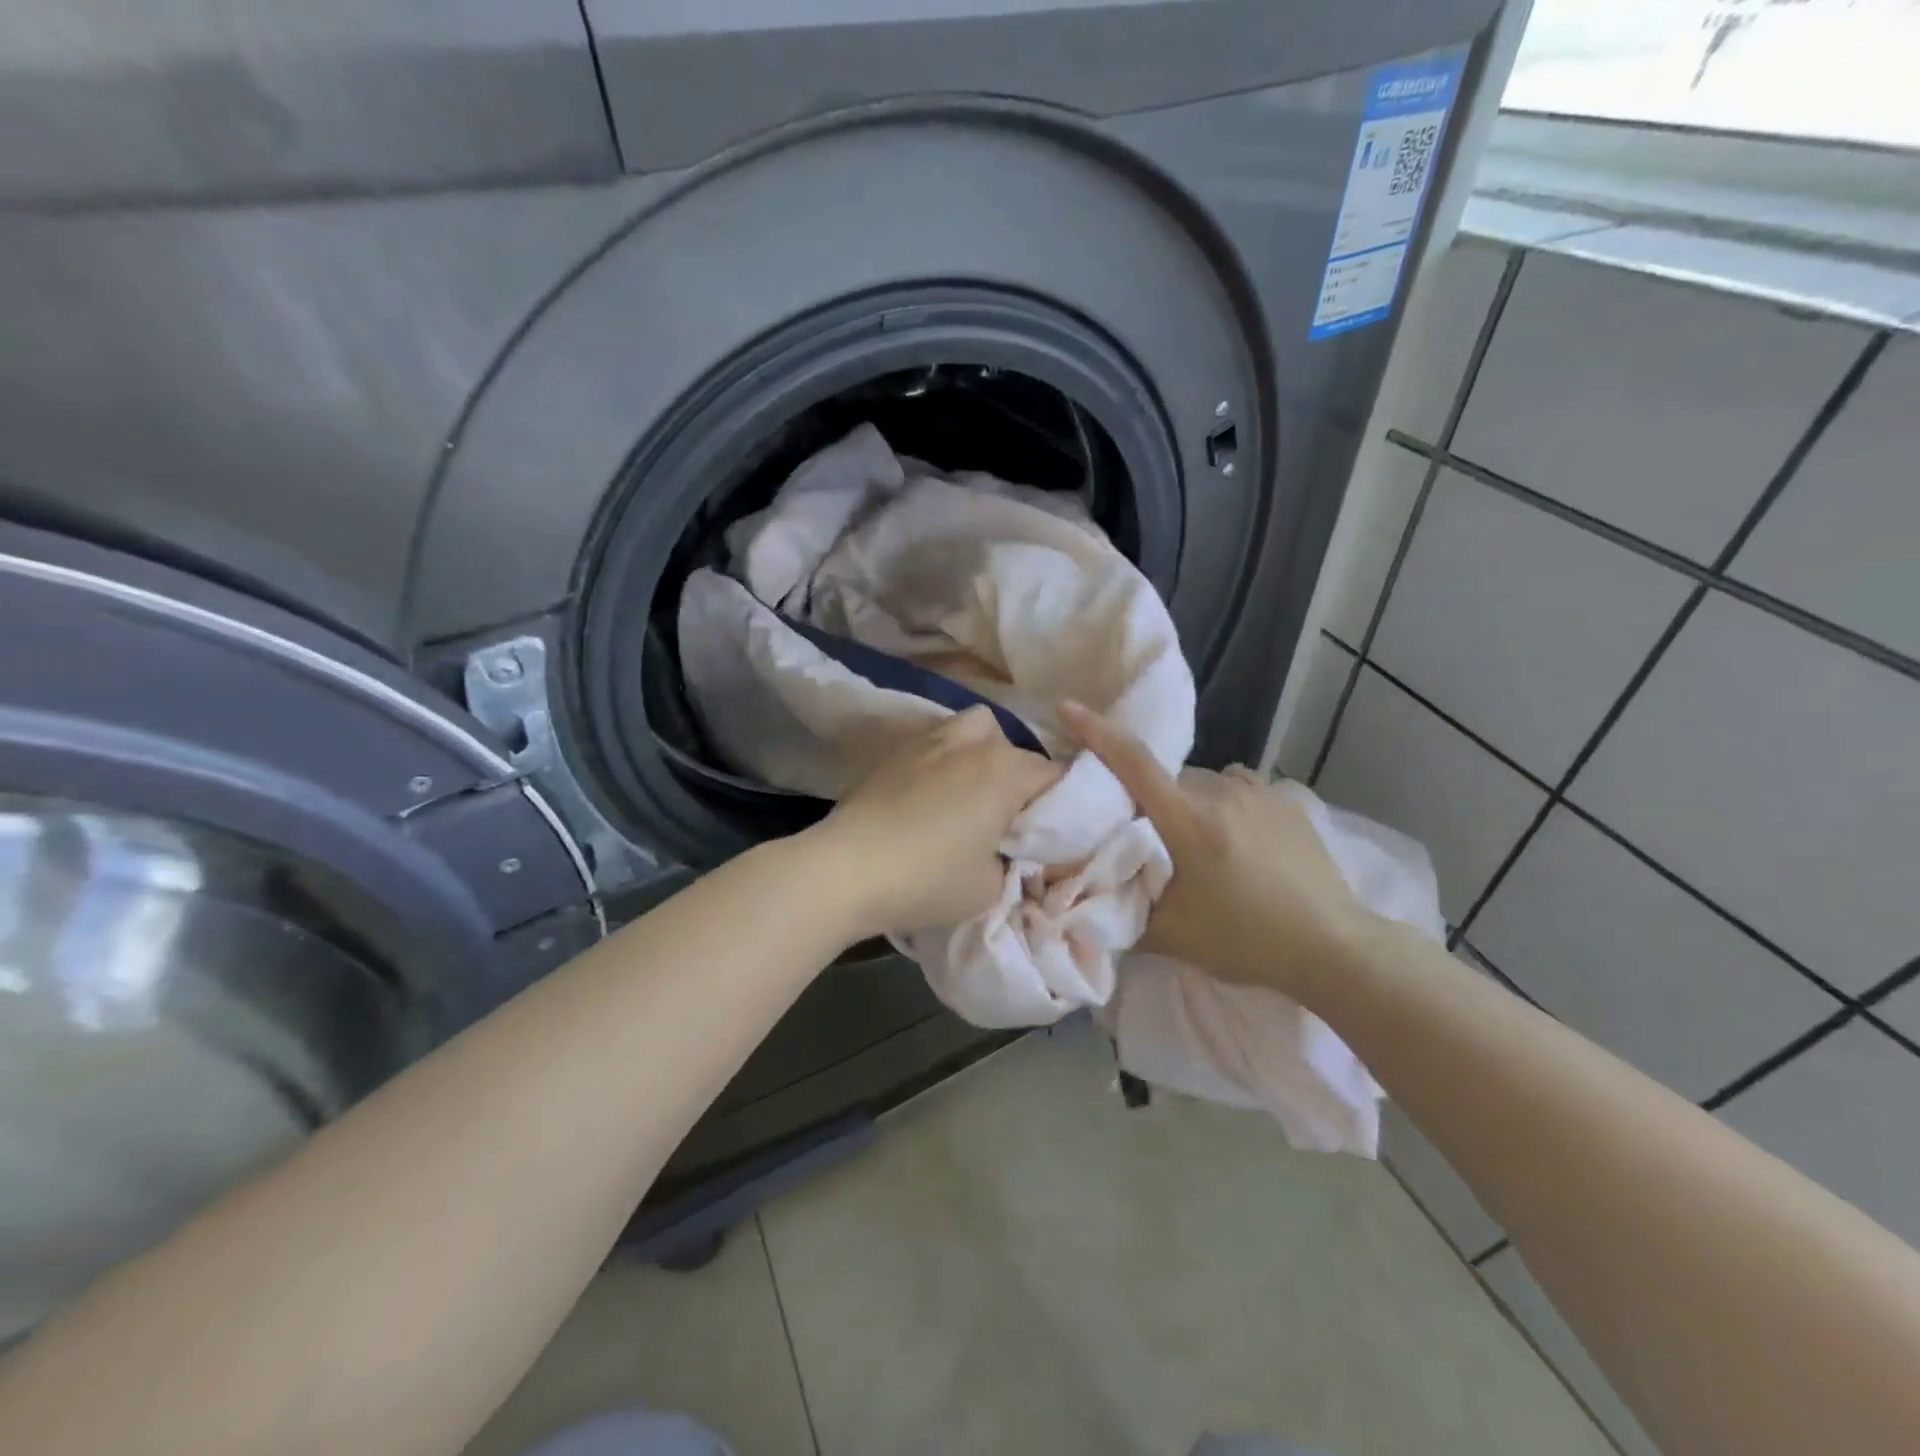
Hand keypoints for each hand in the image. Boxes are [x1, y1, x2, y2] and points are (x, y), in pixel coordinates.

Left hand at [809, 707, 1060, 936]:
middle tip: (1009, 820)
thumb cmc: (927, 880)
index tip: (1047, 836)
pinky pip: (937, 741)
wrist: (845, 870)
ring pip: (975, 729)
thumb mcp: (991, 887)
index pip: (1055, 776)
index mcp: (1005, 771)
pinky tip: (931, 792)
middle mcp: (972, 743)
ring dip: (984, 754)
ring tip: (972, 791)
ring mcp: (929, 740)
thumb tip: (1014, 851)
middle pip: (1016, 749)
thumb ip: (1016, 862)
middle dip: (1022, 780)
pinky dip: (946, 758)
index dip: (1060, 807)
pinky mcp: (894, 751)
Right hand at [1059, 700, 1371, 997]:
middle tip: (1145, 836)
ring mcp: (1259, 793)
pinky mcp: (1285, 801)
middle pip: (1166, 780)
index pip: (1134, 763)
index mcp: (1190, 821)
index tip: (1068, 706)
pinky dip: (1220, 805)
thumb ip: (1124, 911)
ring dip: (1187, 803)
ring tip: (1196, 846)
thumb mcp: (1173, 936)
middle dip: (1148, 799)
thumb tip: (1087, 901)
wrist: (1335, 948)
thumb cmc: (1247, 941)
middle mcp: (1223, 793)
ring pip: (1202, 784)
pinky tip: (1233, 840)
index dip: (1097, 732)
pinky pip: (1235, 789)